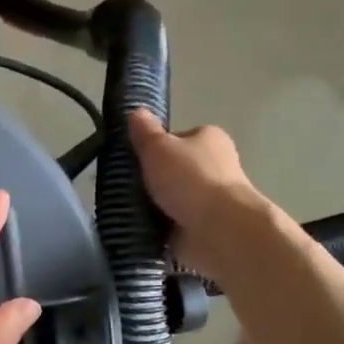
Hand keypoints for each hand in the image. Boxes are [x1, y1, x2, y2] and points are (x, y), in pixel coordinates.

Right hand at [129, 111, 274, 281]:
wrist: (219, 230)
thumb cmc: (191, 179)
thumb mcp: (159, 148)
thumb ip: (145, 132)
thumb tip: (135, 111)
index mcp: (209, 139)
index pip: (177, 138)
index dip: (154, 147)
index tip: (133, 160)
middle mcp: (215, 167)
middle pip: (174, 170)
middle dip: (152, 180)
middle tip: (123, 187)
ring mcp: (211, 200)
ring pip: (173, 199)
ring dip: (154, 207)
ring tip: (125, 211)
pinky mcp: (204, 228)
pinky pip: (173, 226)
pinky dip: (159, 229)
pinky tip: (138, 231)